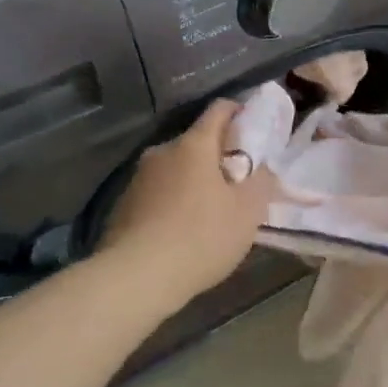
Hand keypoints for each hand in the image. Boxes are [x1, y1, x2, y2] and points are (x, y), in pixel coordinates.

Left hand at [96, 100, 277, 313]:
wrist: (136, 277)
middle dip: (219, 157)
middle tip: (238, 184)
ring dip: (194, 181)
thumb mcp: (247, 212)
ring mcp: (138, 177)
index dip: (240, 114)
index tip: (255, 132)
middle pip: (197, 142)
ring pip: (176, 169)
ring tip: (211, 212)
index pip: (220, 109)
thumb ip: (262, 181)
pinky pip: (158, 192)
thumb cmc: (201, 237)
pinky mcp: (123, 204)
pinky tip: (182, 231)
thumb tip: (263, 167)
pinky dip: (173, 202)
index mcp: (194, 144)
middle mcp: (162, 151)